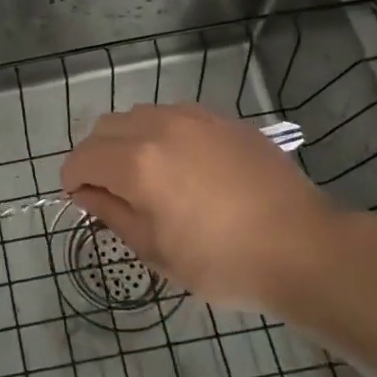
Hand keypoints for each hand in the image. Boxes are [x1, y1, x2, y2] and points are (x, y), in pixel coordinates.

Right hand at [60, 103, 354, 314]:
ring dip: (127, 140)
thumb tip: (87, 193)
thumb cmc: (223, 262)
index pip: (82, 158)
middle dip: (95, 156)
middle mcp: (159, 127)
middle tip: (111, 190)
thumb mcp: (156, 251)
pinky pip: (173, 114)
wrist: (304, 247)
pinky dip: (160, 132)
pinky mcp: (222, 119)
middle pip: (104, 128)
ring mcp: (194, 117)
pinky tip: (182, 163)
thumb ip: (112, 214)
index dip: (72, 180)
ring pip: (138, 115)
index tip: (81, 201)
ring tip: (147, 174)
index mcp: (137, 163)